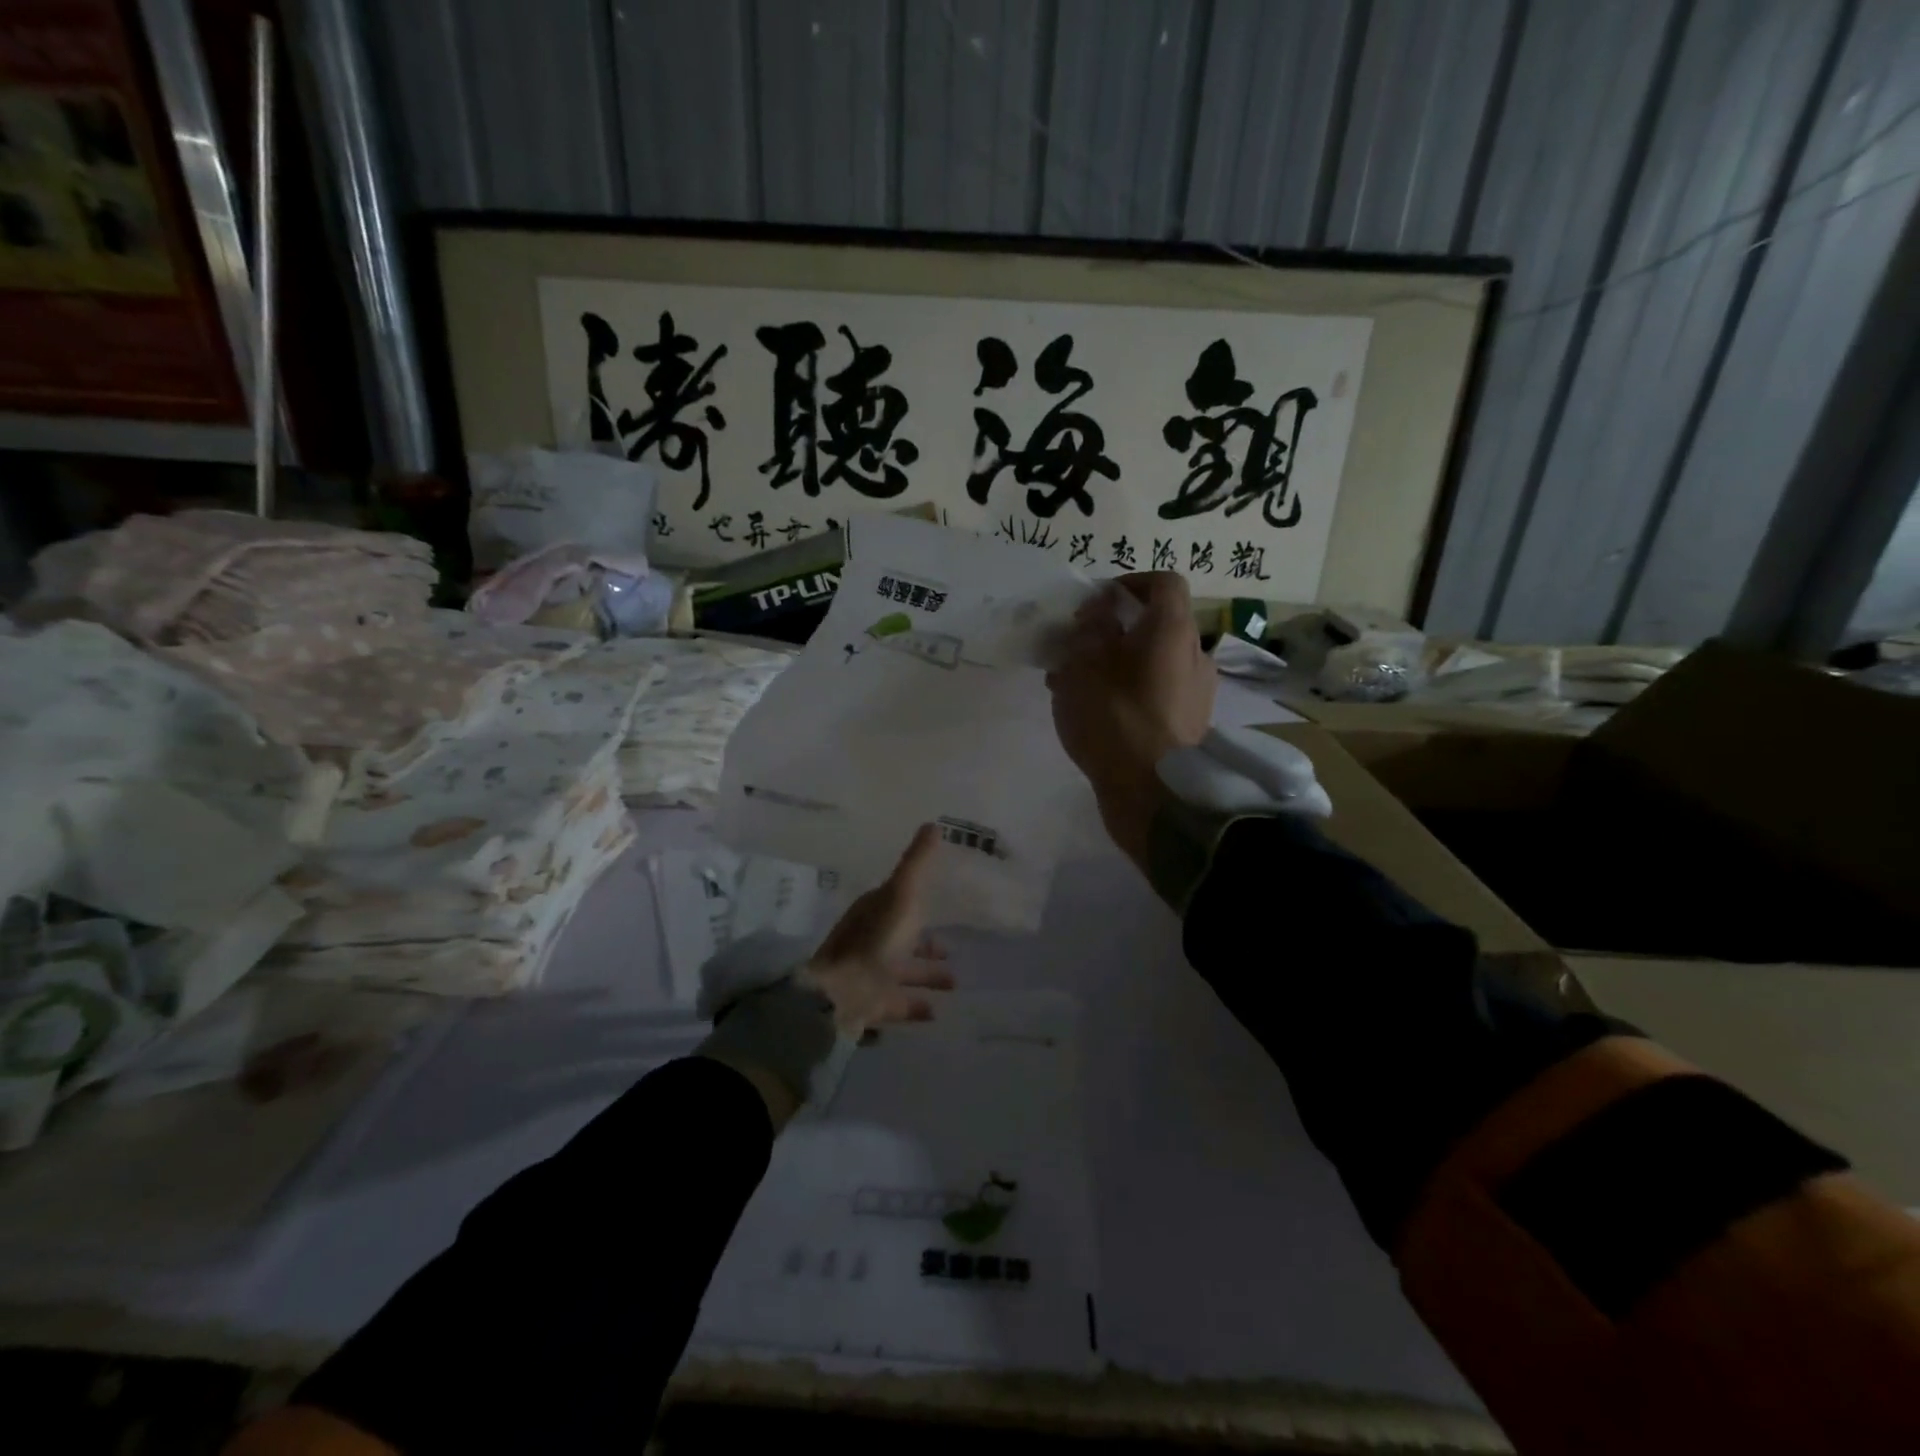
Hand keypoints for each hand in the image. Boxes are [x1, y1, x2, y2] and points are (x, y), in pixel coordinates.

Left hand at [801, 824, 953, 1032]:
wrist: (842, 993)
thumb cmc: (876, 940)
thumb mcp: (902, 894)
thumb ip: (918, 862)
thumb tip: (933, 823)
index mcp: (874, 912)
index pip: (899, 904)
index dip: (919, 906)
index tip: (942, 908)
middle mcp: (870, 941)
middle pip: (902, 941)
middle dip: (926, 946)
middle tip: (952, 954)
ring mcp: (869, 974)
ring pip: (902, 973)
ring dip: (926, 976)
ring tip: (955, 984)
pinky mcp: (870, 1005)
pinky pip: (897, 1004)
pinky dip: (915, 1006)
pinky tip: (935, 1012)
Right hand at [1045, 571, 1215, 865]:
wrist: (1153, 793)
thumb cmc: (1114, 719)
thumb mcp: (1084, 665)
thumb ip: (1089, 629)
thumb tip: (1101, 611)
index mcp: (1173, 630)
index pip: (1163, 583)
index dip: (1128, 583)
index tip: (1095, 603)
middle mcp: (1194, 654)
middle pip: (1155, 625)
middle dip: (1113, 630)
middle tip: (1074, 647)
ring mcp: (1196, 692)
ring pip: (1152, 661)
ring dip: (1115, 663)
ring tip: (1072, 684)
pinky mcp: (1189, 724)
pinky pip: (1156, 692)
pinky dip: (1127, 691)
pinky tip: (1094, 713)